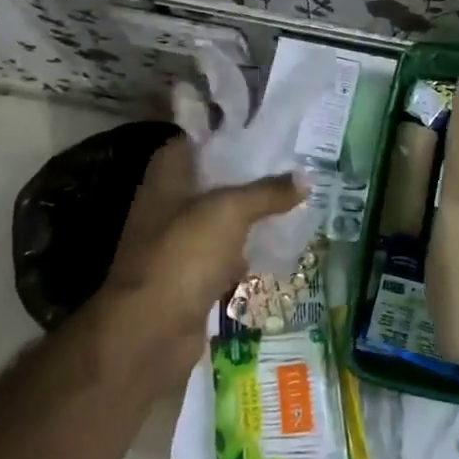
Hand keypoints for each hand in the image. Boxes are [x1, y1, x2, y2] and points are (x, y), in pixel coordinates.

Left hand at [91, 137, 306, 390]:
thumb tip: (307, 178)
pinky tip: (280, 241)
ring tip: (295, 195)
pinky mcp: (192, 274)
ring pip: (223, 216)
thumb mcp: (230, 211)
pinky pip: (226, 252)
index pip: (198, 139)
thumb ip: (268, 192)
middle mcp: (170, 203)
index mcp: (168, 176)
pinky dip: (248, 248)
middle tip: (294, 160)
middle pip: (214, 178)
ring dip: (252, 211)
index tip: (268, 127)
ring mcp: (179, 241)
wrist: (151, 332)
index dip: (230, 131)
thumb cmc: (184, 254)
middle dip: (251, 172)